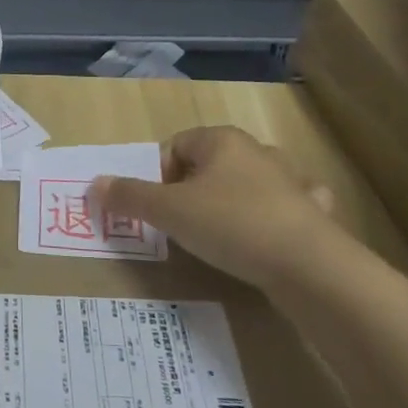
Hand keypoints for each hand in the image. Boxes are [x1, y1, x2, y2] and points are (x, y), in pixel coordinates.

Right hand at [89, 126, 336, 289]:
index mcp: (220, 140)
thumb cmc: (231, 225)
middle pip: (209, 164)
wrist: (311, 267)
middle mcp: (256, 151)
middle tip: (182, 226)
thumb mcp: (169, 212)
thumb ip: (129, 197)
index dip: (158, 176)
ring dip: (233, 202)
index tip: (157, 209)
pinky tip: (270, 240)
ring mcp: (290, 181)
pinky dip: (275, 218)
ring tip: (221, 235)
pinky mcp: (314, 214)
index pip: (174, 146)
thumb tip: (93, 184)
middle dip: (192, 191)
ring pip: (249, 183)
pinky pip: (287, 208)